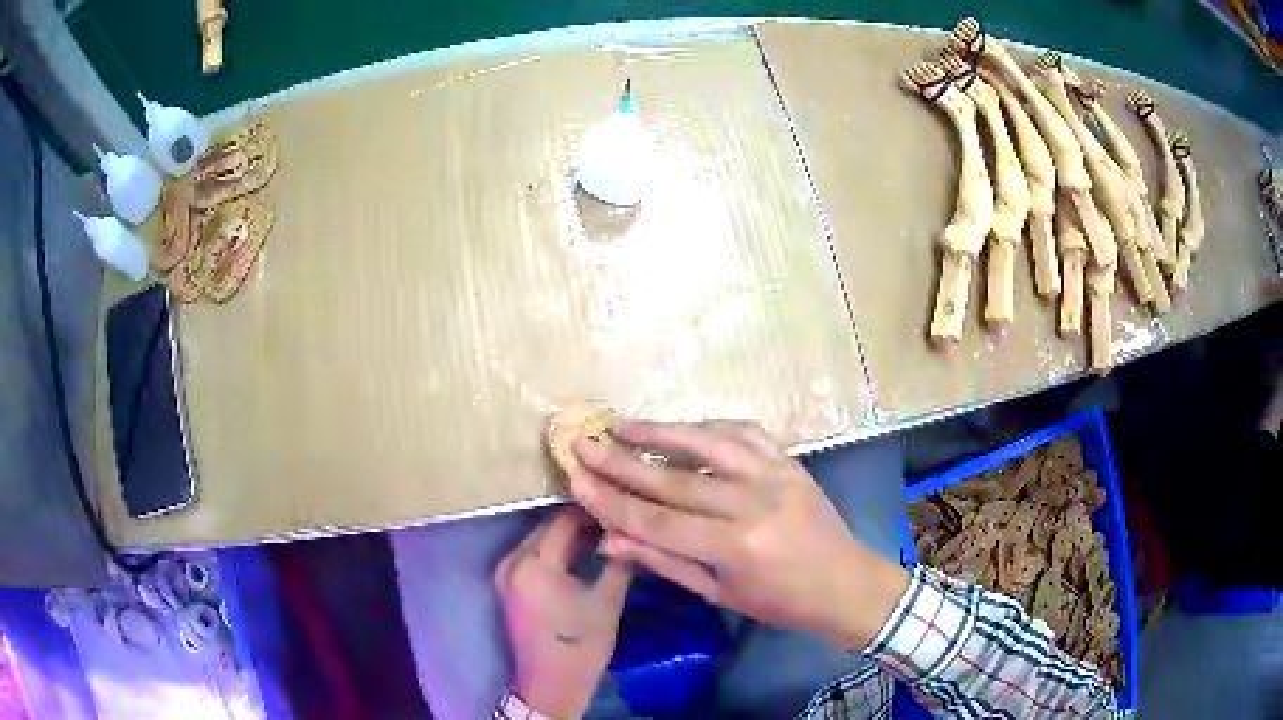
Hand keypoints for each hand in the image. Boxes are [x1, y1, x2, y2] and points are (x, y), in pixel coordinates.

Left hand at [495, 507, 631, 718]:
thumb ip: (618, 561)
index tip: (620, 508)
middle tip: (614, 521)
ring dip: (567, 536)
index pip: (564, 519)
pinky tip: (581, 555)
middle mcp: (511, 560)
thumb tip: (628, 531)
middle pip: (548, 526)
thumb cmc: (581, 645)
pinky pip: (532, 555)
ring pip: (540, 539)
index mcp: (533, 563)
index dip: (593, 511)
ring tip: (602, 536)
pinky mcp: (507, 585)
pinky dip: (555, 551)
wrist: (550, 685)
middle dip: (580, 522)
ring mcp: (504, 573)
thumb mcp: (607, 602)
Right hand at [569, 420, 907, 649]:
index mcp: (733, 547)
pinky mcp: (788, 460)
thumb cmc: (778, 600)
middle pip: (673, 479)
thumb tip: (609, 539)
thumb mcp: (717, 593)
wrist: (843, 582)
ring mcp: (773, 475)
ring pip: (707, 443)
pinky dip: (708, 426)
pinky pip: (743, 431)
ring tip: (622, 424)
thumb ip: (663, 561)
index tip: (575, 480)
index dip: (612, 502)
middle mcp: (751, 504)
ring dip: (661, 431)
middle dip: (622, 462)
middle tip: (584, 442)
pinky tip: (682, 426)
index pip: (657, 521)